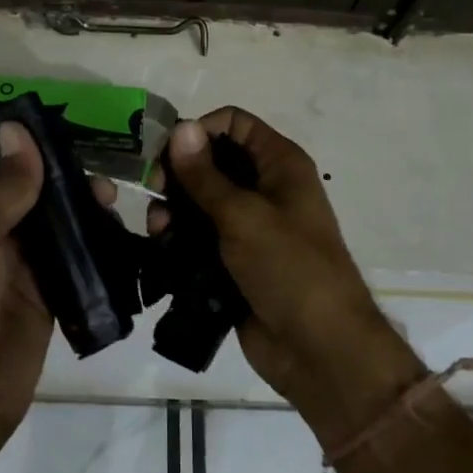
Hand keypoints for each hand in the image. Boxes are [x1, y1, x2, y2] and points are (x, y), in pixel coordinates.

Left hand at [0, 123, 112, 434]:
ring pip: (59, 221)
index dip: (27, 143)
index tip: (69, 125)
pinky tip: (118, 230)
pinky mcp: (51, 292)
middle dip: (65, 176)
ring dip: (84, 207)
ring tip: (112, 200)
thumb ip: (1, 187)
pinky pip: (76, 256)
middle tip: (100, 172)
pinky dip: (96, 242)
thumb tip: (18, 127)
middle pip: (33, 189)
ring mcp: (23, 263)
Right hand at [151, 108, 425, 444]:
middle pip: (213, 161)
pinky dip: (181, 236)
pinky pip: (201, 236)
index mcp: (280, 164)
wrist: (319, 349)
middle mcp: (265, 187)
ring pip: (202, 200)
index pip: (234, 123)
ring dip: (175, 207)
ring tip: (157, 227)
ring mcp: (250, 226)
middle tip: (154, 191)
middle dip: (179, 172)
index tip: (166, 152)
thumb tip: (180, 128)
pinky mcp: (234, 259)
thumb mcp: (244, 216)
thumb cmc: (289, 268)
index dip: (200, 129)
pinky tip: (161, 245)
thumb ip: (205, 175)